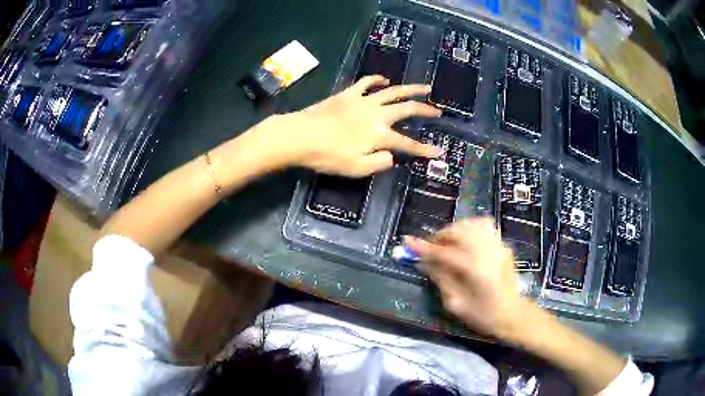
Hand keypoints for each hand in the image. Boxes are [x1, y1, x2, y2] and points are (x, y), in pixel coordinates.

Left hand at [257, 75, 442, 176]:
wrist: (300, 136)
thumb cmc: (327, 156)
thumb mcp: (356, 169)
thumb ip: (378, 163)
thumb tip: (391, 157)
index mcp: (379, 135)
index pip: (408, 144)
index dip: (424, 150)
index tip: (439, 153)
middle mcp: (377, 114)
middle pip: (406, 110)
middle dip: (425, 111)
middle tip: (438, 111)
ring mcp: (363, 100)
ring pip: (393, 91)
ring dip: (410, 89)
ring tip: (425, 87)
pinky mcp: (348, 93)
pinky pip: (366, 82)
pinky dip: (377, 79)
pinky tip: (385, 79)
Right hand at [405, 218, 532, 338]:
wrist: (513, 314)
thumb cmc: (483, 315)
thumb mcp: (456, 304)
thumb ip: (440, 279)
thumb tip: (423, 263)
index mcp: (475, 269)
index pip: (444, 252)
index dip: (423, 247)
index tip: (407, 241)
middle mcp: (487, 252)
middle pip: (458, 231)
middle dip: (440, 236)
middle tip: (430, 248)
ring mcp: (498, 246)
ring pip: (472, 224)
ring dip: (455, 230)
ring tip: (448, 243)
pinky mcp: (503, 245)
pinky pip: (485, 226)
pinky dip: (471, 228)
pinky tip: (466, 240)